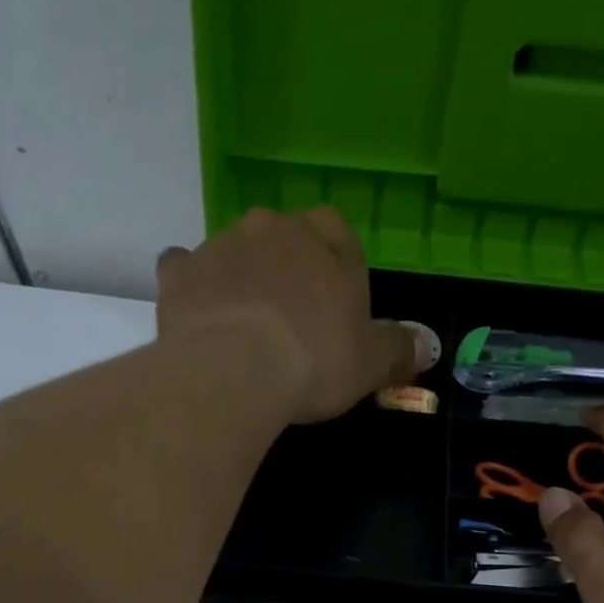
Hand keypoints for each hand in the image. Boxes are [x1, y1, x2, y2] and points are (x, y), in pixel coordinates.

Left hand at [156, 207, 431, 422]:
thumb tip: (424, 348)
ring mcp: (220, 246)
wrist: (234, 373)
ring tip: (245, 330)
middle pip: (283, 239)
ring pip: (235, 253)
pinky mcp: (179, 274)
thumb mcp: (370, 364)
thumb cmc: (314, 362)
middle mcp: (272, 229)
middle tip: (291, 321)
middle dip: (288, 270)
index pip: (338, 232)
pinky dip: (194, 288)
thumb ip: (398, 350)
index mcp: (325, 241)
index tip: (335, 305)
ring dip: (242, 279)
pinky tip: (199, 318)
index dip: (337, 266)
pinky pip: (186, 270)